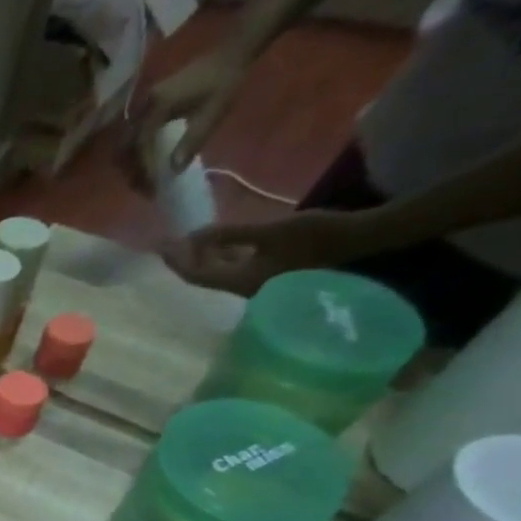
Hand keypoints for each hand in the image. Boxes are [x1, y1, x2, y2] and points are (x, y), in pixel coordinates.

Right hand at [119, 44, 251, 191]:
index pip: (140, 145)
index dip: (142, 168)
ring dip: (131, 163)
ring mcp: (143, 106)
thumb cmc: (225, 81)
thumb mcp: (213, 112)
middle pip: (125, 146)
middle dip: (131, 169)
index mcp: (157, 107)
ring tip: (144, 178)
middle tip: (144, 187)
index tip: (151, 186)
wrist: (231, 52)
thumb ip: (193, 140)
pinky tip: (146, 162)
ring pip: (125, 142)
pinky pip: (133, 135)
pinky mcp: (148, 107)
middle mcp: (144, 107)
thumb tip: (174, 170)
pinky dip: (135, 152)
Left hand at [162, 208, 385, 294]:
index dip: (176, 260)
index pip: (195, 275)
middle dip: (185, 259)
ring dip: (203, 257)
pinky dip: (222, 255)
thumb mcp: (269, 232)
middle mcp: (241, 288)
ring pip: (218, 271)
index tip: (160, 245)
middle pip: (203, 275)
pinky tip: (217, 242)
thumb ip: (230, 235)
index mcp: (239, 282)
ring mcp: (254, 283)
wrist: (360, 241)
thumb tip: (194, 236)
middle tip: (170, 241)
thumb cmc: (317, 236)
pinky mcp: (267, 274)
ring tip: (188, 239)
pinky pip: (234, 267)